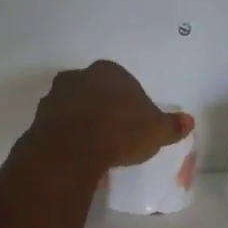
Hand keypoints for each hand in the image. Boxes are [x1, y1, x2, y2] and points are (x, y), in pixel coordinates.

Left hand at [22, 61, 193, 178]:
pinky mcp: (38, 119)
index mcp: (109, 71)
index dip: (131, 103)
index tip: (135, 125)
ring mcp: (55, 97)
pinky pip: (58, 127)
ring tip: (96, 149)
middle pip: (96, 92)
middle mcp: (79, 77)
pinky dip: (67, 137)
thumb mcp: (155, 131)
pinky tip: (77, 155)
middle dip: (104, 109)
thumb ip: (171, 125)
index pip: (124, 83)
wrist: (71, 149)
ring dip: (82, 122)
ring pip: (73, 107)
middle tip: (115, 135)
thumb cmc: (120, 130)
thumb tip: (189, 121)